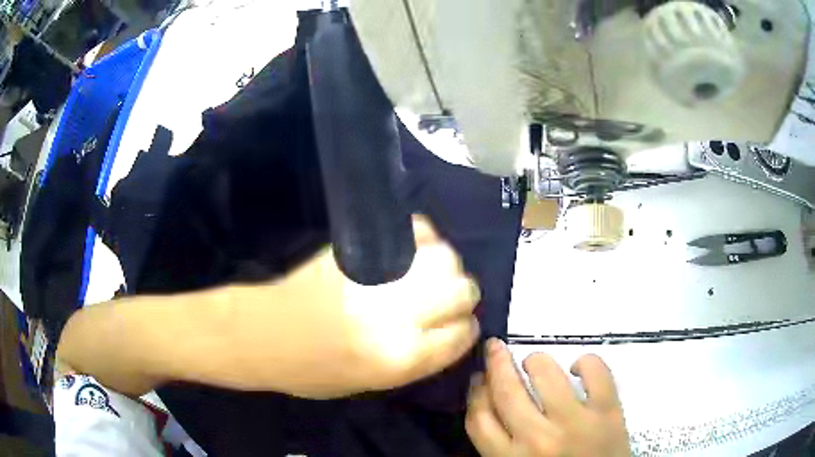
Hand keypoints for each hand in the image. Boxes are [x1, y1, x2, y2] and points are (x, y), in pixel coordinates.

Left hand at [226, 217, 480, 398]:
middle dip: (462, 296)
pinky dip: (423, 237)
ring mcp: (380, 277)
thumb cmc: (311, 370)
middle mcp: (399, 317)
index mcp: (401, 359)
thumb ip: (417, 359)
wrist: (262, 333)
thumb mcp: (371, 385)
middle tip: (446, 297)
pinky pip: (415, 231)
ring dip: (446, 266)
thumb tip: (448, 330)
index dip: (466, 329)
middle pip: (463, 291)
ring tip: (431, 273)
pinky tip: (413, 250)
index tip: (460, 324)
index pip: (462, 335)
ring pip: (447, 258)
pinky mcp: (362, 250)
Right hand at [466, 339, 629, 455]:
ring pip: (547, 375)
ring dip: (536, 360)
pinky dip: (586, 361)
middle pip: (507, 391)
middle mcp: (537, 439)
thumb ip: (501, 446)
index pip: (480, 419)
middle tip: (495, 348)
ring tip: (534, 362)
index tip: (479, 379)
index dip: (476, 393)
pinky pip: (597, 373)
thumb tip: (492, 406)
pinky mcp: (608, 412)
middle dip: (497, 364)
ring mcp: (575, 422)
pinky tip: (578, 367)